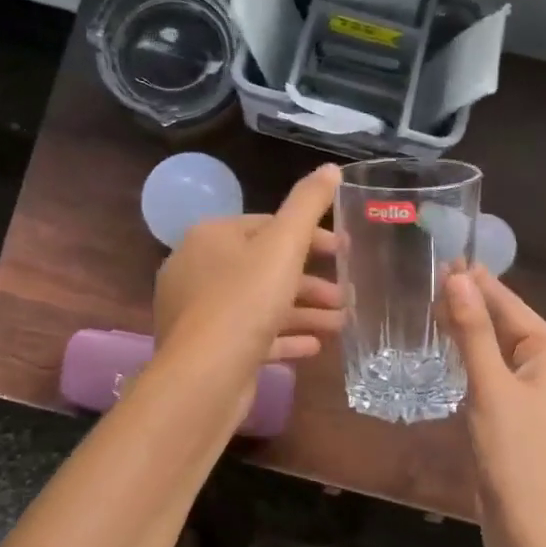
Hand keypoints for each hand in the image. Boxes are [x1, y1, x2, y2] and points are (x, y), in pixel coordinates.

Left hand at [153, 164, 343, 370]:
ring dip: (303, 311)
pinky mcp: (207, 349)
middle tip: (347, 293)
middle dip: (310, 281)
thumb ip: (308, 205)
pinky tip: (314, 347)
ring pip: (260, 304)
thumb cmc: (245, 302)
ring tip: (342, 323)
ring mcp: (199, 312)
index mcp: (211, 237)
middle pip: (264, 267)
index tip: (343, 252)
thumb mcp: (284, 246)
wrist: (203, 378)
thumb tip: (331, 168)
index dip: (310, 236)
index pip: (266, 226)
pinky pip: (251, 336)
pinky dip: (283, 337)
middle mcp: (198, 270)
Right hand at [443, 266, 545, 546]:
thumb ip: (473, 332)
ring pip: (501, 354)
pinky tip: (449, 357)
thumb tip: (457, 278)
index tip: (445, 258)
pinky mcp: (526, 421)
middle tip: (429, 281)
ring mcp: (542, 398)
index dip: (478, 283)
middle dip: (473, 306)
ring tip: (433, 310)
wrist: (534, 532)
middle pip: (509, 327)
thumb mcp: (490, 388)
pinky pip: (498, 379)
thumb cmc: (516, 455)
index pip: (512, 306)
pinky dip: (475, 364)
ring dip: (471, 334)